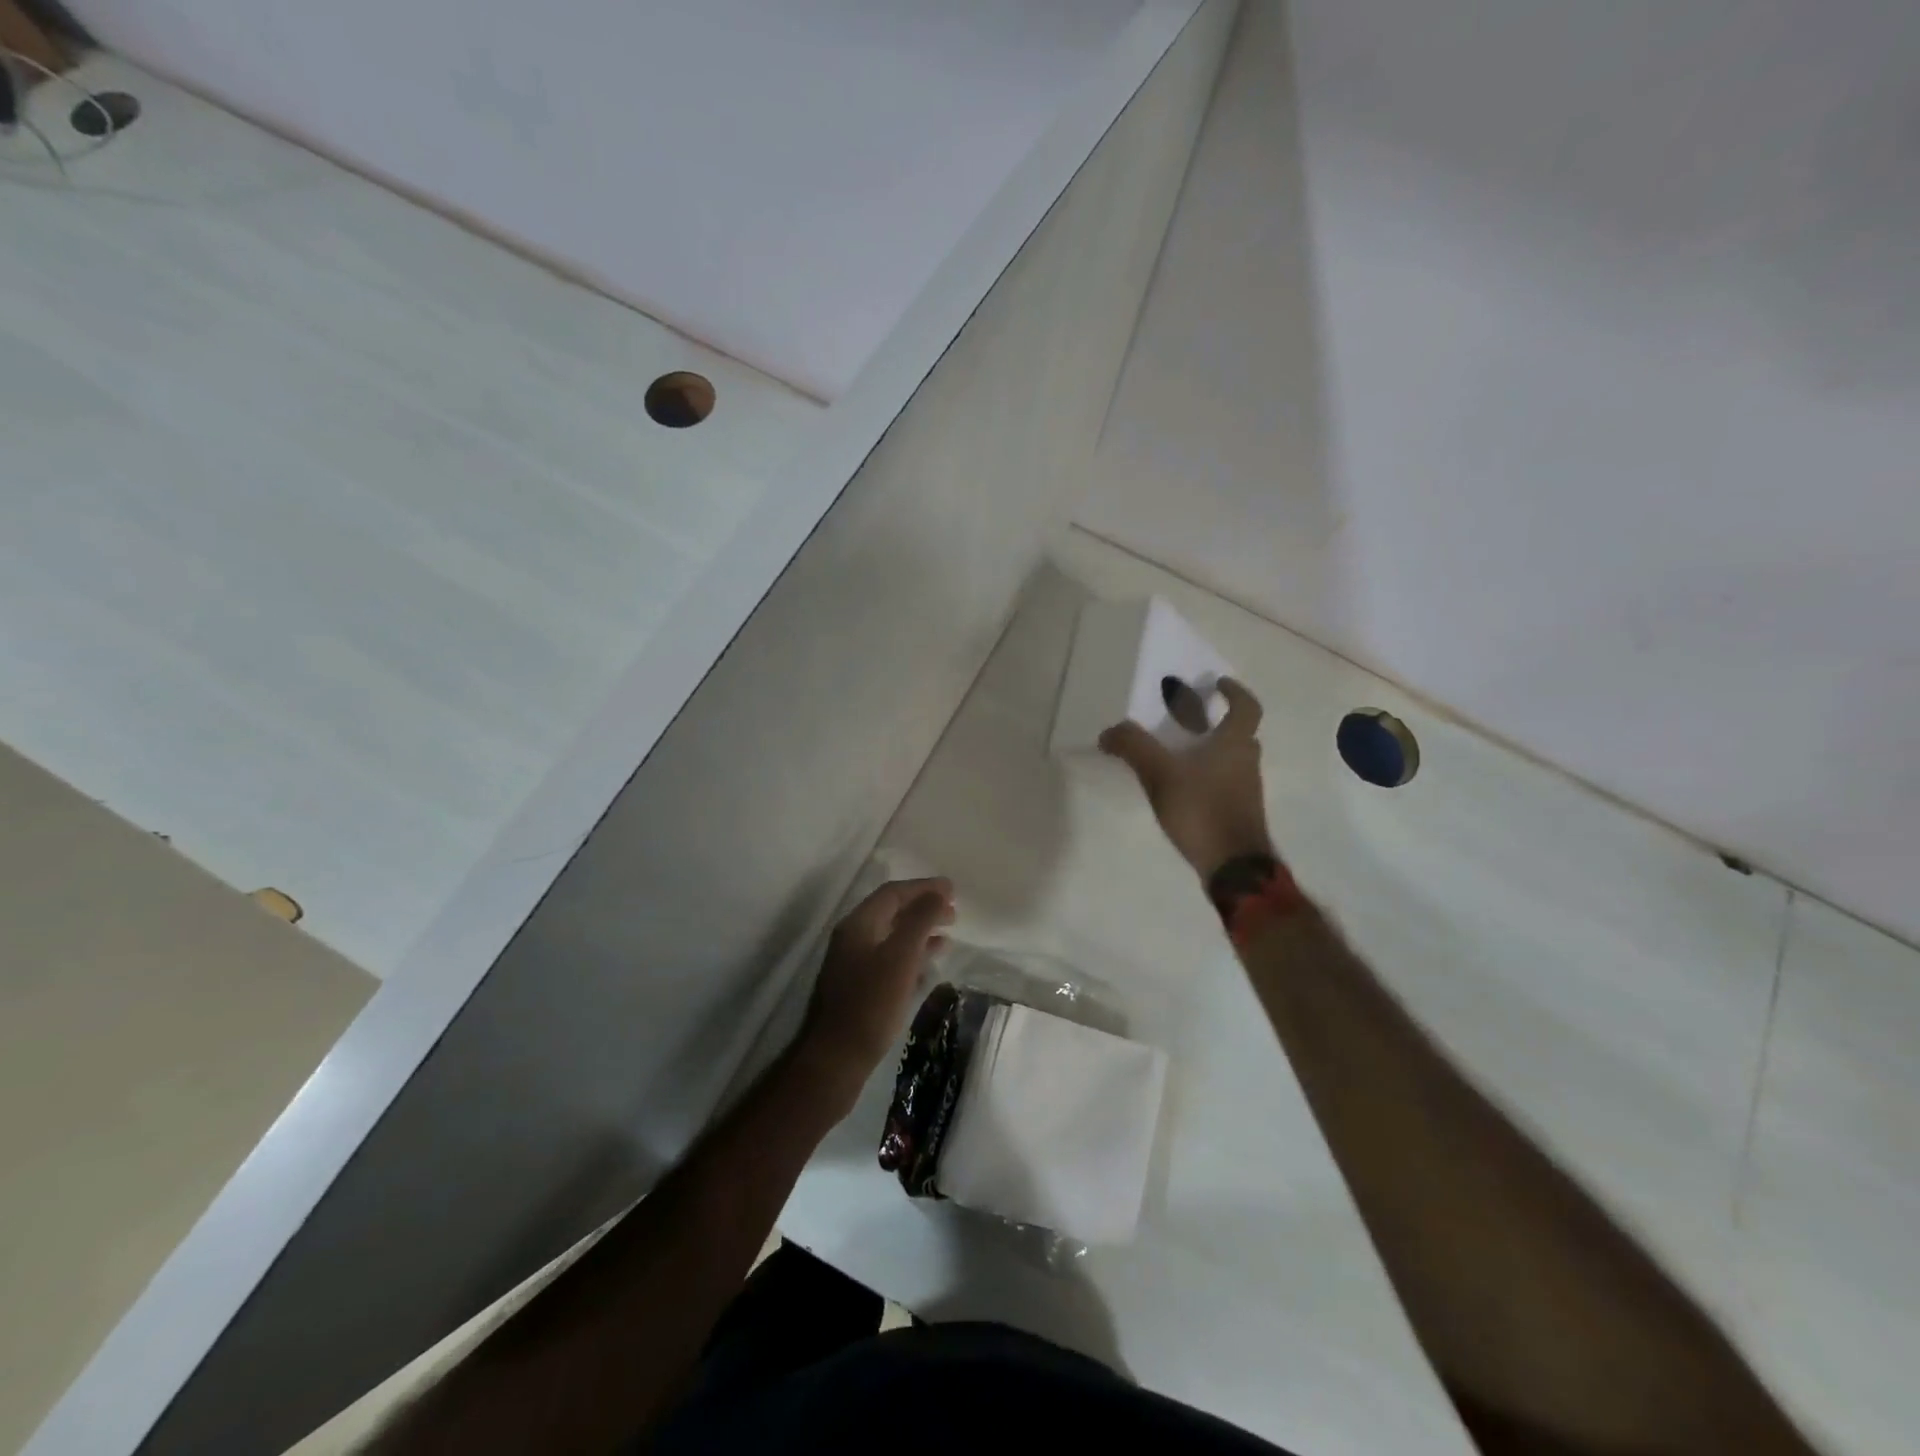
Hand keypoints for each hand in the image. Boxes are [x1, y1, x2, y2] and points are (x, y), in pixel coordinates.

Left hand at [797, 877, 955, 1102]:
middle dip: (923, 908)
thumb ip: (920, 920)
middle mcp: (853, 938)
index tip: (953, 889)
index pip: (893, 893)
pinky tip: (929, 966)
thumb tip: (938, 892)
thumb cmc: (871, 1004)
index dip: (924, 887)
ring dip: (920, 932)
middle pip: (892, 912)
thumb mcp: (901, 957)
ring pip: (892, 936)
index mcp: (859, 924)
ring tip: (948, 936)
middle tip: (954, 912)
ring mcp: (853, 963)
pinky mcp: (859, 986)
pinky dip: (911, 955)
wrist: (837, 1058)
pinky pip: (889, 959)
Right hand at [1099, 678, 1273, 879]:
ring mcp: (1246, 791)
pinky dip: (1208, 777)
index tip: (1217, 684)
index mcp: (1234, 744)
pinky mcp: (1239, 813)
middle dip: (1218, 722)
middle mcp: (1246, 763)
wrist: (1234, 867)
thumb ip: (1133, 748)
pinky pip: (1225, 783)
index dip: (1235, 692)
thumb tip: (1109, 732)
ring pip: (1232, 760)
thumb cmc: (1202, 810)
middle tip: (1192, 719)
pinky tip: (1182, 789)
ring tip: (1178, 754)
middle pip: (1240, 734)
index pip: (1246, 707)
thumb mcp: (1160, 774)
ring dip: (1211, 751)